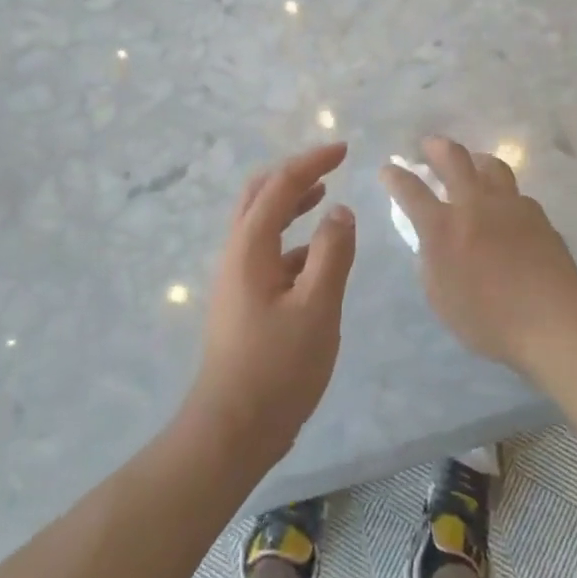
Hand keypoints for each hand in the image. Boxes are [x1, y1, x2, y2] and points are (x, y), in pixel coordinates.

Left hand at [184, 143, 356, 463]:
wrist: (233, 427)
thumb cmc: (278, 366)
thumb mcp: (317, 307)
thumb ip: (332, 253)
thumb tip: (340, 210)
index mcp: (251, 246)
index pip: (280, 185)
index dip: (312, 162)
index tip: (343, 150)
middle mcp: (237, 252)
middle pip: (259, 195)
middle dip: (294, 174)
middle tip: (329, 167)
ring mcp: (236, 277)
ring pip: (261, 223)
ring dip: (290, 203)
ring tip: (324, 197)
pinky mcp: (243, 300)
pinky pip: (267, 252)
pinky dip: (292, 239)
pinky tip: (318, 257)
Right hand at [381, 137, 576, 371]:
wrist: (551, 321)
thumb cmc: (487, 319)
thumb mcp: (439, 296)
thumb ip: (430, 260)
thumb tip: (431, 241)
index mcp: (443, 227)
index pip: (411, 190)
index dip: (395, 177)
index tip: (388, 169)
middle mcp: (474, 205)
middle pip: (453, 159)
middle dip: (436, 147)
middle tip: (429, 146)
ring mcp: (510, 205)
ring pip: (491, 165)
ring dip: (475, 160)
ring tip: (471, 164)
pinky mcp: (537, 215)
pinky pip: (516, 194)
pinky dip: (503, 194)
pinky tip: (505, 208)